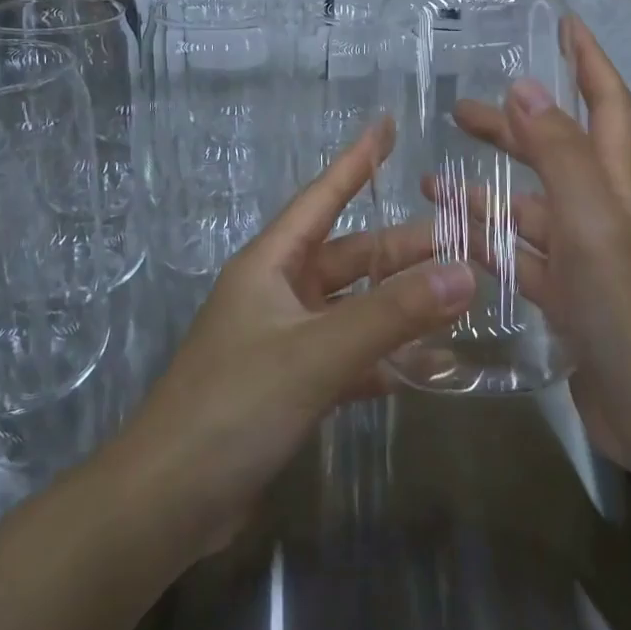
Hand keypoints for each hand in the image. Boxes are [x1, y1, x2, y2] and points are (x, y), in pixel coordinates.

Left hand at [114, 118, 474, 556]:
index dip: (356, 160)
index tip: (387, 125)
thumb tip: (465, 272)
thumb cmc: (233, 406)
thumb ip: (392, 314)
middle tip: (464, 240)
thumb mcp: (316, 353)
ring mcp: (285, 341)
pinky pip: (349, 356)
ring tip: (459, 295)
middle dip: (403, 248)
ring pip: (354, 307)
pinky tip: (427, 364)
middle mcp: (278, 292)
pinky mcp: (291, 386)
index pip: (322, 197)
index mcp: (271, 264)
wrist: (166, 504)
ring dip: (400, 303)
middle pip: (351, 256)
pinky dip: (384, 357)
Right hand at [452, 17, 630, 474]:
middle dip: (511, 125)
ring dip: (484, 191)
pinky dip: (487, 244)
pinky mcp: (567, 299)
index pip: (606, 104)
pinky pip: (519, 258)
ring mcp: (583, 258)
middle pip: (554, 151)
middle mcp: (600, 212)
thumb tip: (526, 85)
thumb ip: (560, 154)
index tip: (563, 25)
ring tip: (431, 181)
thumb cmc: (628, 310)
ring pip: (527, 209)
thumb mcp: (593, 222)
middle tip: (459, 111)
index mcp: (614, 185)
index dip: (588, 61)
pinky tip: (449, 242)